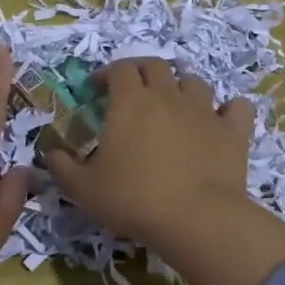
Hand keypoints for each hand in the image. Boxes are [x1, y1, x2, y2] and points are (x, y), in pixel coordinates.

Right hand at [45, 57, 258, 249]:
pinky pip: (236, 107)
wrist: (196, 218)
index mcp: (130, 101)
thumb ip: (62, 166)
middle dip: (142, 72)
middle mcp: (167, 95)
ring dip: (181, 87)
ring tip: (175, 105)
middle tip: (133, 90)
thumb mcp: (84, 189)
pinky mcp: (232, 130)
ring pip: (193, 82)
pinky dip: (228, 109)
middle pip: (155, 66)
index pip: (119, 69)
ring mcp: (204, 110)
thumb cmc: (133, 199)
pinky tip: (221, 120)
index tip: (98, 88)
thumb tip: (49, 152)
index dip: (107, 74)